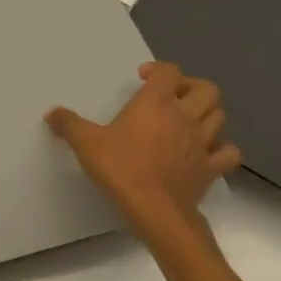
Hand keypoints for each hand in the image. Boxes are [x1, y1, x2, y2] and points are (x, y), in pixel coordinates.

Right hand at [45, 62, 241, 237]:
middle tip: (172, 96)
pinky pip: (228, 151)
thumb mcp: (86, 144)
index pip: (169, 72)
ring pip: (219, 115)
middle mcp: (185, 116)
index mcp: (156, 103)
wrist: (155, 210)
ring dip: (206, 113)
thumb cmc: (121, 169)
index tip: (143, 78)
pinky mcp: (212, 168)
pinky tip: (207, 151)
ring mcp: (203, 142)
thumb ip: (68, 125)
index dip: (158, 69)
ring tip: (188, 120)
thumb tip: (52, 113)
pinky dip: (222, 147)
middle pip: (206, 89)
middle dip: (191, 87)